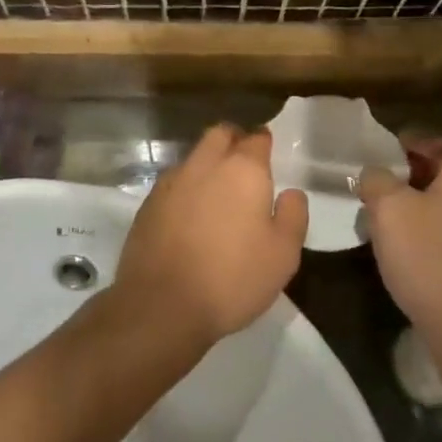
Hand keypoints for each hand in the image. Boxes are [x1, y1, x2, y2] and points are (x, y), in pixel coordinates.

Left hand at [114, 125, 307, 345]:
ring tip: (217, 193)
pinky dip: (186, 189)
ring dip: (207, 164)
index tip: (269, 154)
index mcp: (243, 170)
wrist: (162, 305)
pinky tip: (190, 215)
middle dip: (233, 141)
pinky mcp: (148, 204)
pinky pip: (173, 183)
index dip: (264, 142)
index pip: (256, 138)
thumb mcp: (283, 254)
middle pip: (220, 135)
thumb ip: (293, 215)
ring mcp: (172, 182)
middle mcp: (205, 165)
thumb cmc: (233, 278)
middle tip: (244, 165)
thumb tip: (291, 193)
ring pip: (194, 157)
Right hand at [358, 154, 441, 349]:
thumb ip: (376, 180)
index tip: (374, 155)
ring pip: (441, 208)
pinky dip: (424, 237)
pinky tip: (402, 253)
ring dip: (412, 211)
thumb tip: (375, 174)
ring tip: (379, 222)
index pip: (434, 143)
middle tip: (371, 190)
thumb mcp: (389, 207)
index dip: (402, 145)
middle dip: (404, 180)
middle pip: (438, 176)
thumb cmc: (428, 255)